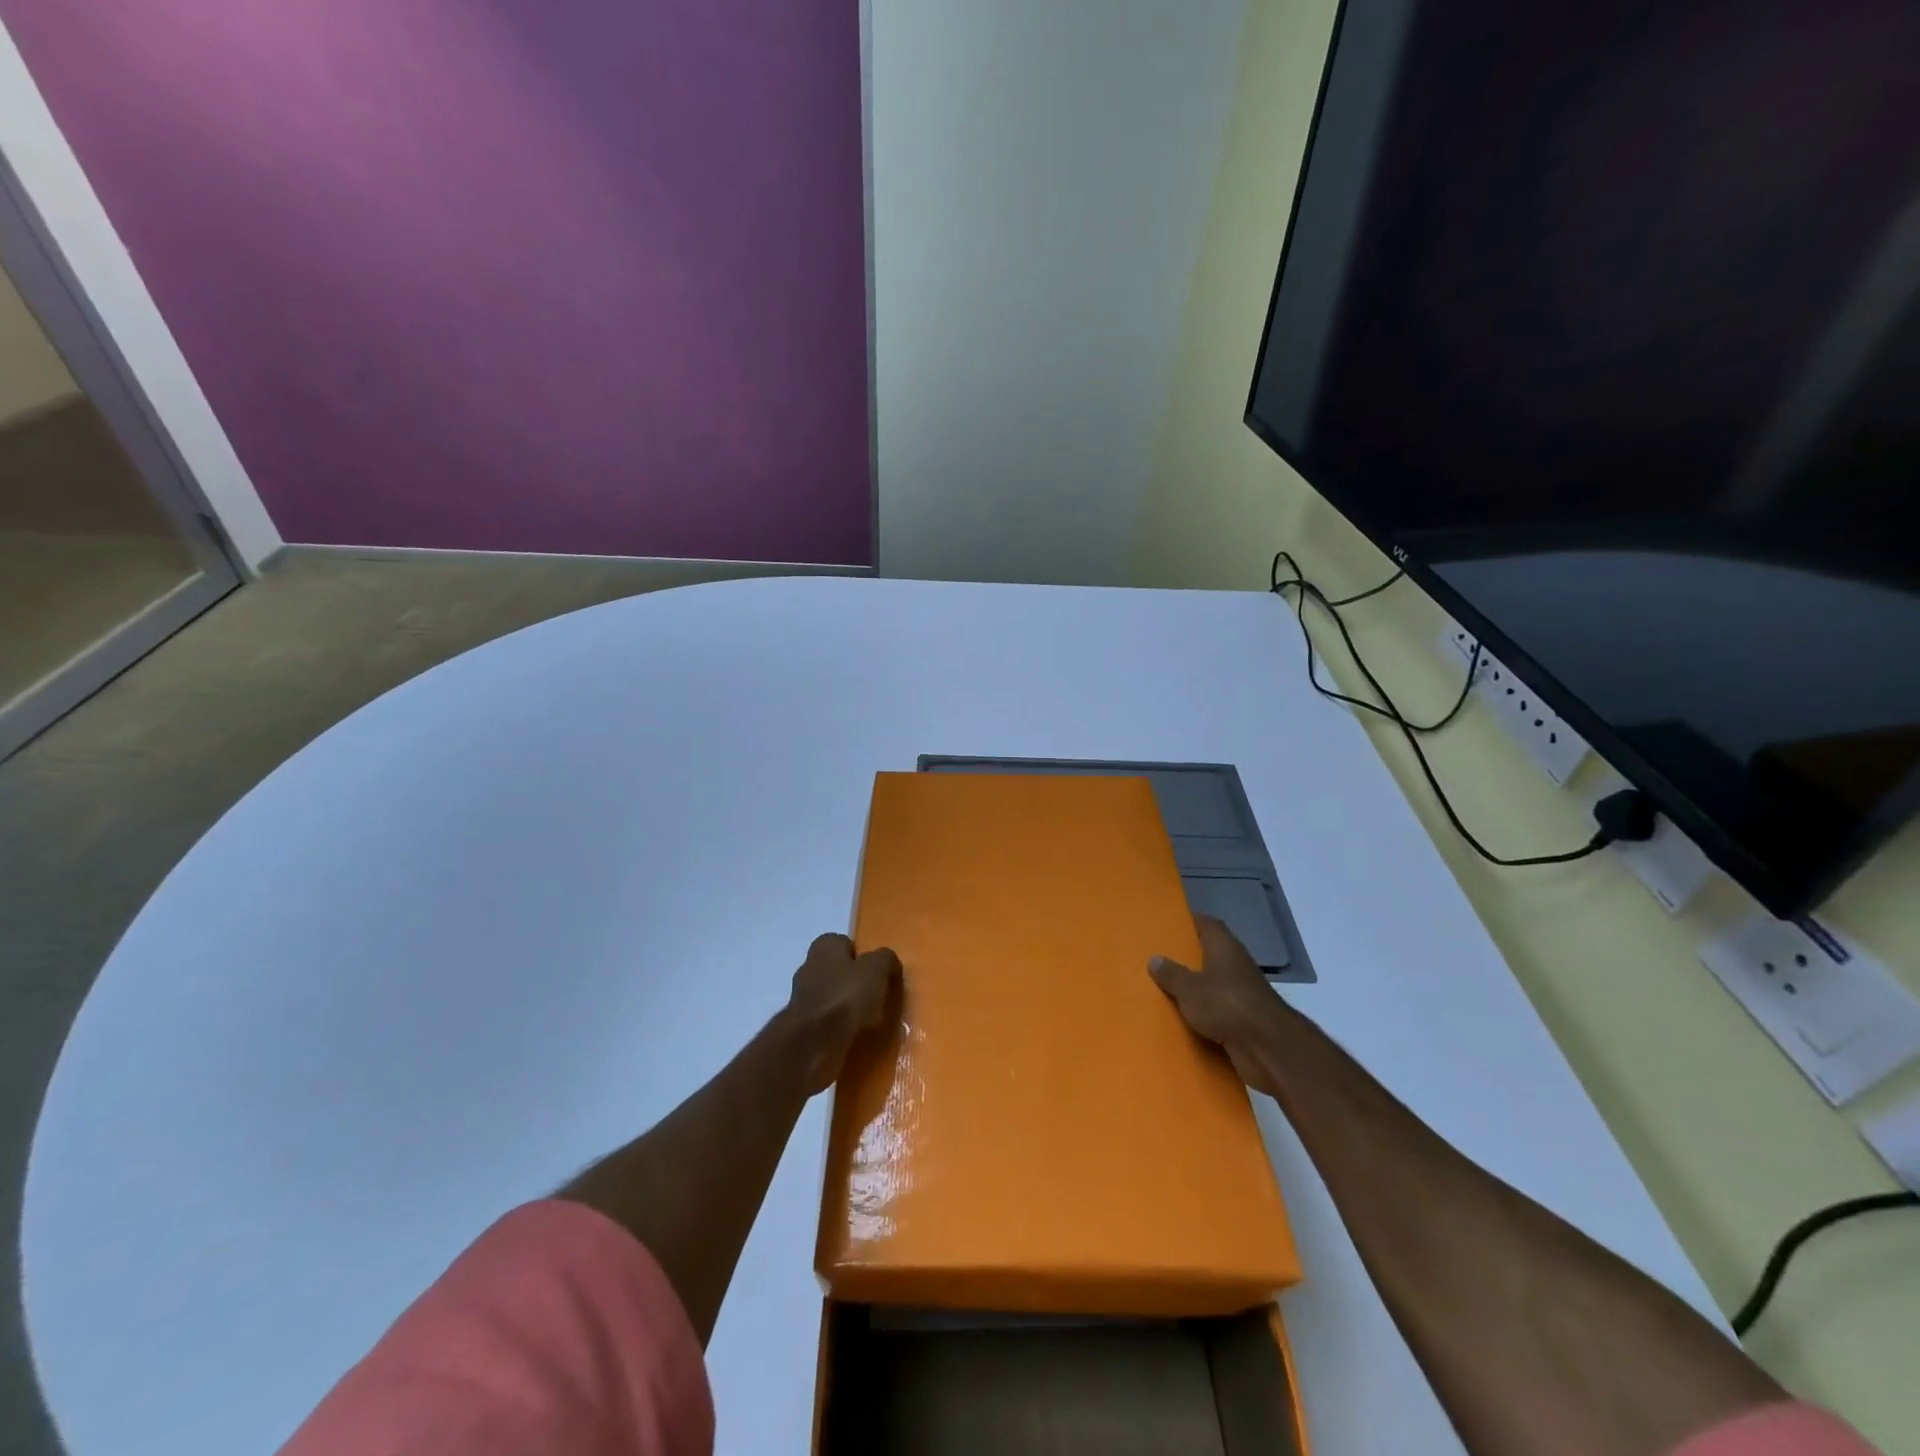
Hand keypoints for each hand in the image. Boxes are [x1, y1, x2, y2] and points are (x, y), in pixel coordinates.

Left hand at [785, 933, 901, 1093]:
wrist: (812, 1044)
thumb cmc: (845, 997)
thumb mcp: (876, 969)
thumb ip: (885, 959)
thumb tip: (888, 960)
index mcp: (824, 947)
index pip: (846, 944)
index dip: (864, 957)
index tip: (878, 973)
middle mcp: (809, 967)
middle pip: (839, 971)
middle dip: (856, 983)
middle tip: (878, 997)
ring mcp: (803, 998)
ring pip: (834, 998)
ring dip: (848, 1007)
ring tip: (871, 1021)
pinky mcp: (803, 1027)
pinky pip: (828, 1022)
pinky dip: (840, 1028)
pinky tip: (856, 1037)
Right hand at [1149, 915, 1283, 1094]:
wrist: (1267, 1047)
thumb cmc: (1226, 1004)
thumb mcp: (1189, 988)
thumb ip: (1171, 973)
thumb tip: (1154, 958)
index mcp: (1223, 946)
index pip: (1206, 924)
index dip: (1188, 923)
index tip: (1167, 926)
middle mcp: (1235, 964)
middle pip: (1208, 954)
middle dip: (1186, 957)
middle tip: (1158, 959)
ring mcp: (1242, 992)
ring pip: (1212, 984)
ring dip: (1194, 988)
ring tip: (1164, 989)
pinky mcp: (1244, 1018)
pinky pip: (1217, 1010)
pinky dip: (1203, 1013)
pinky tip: (1181, 1018)